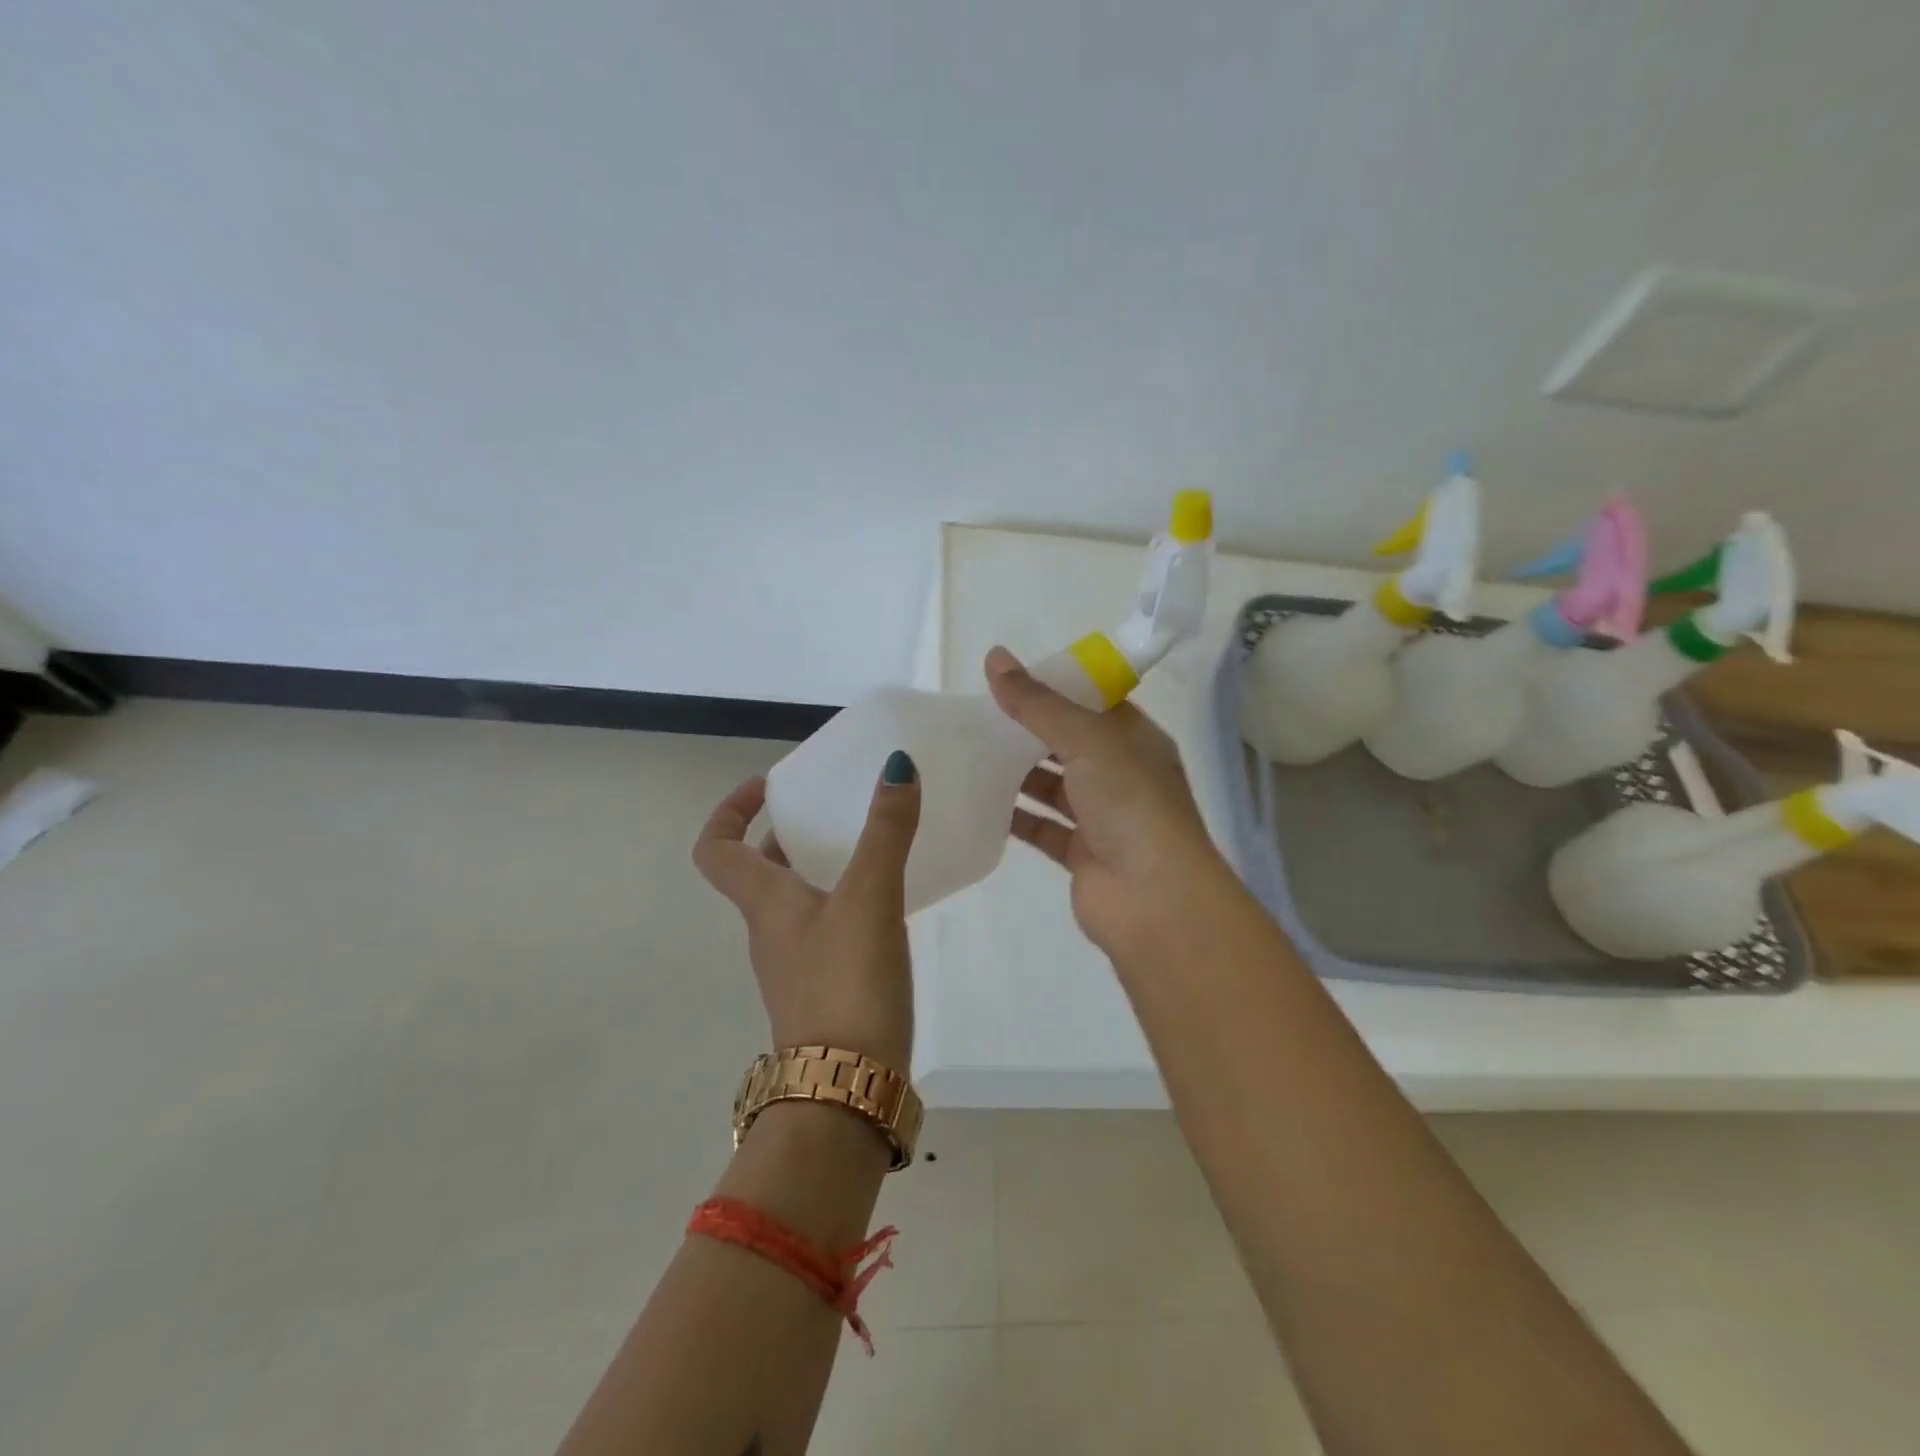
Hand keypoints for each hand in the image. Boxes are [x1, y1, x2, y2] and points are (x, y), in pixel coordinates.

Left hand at [693, 757, 919, 1072]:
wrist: (845, 1089)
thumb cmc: (847, 982)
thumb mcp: (870, 897)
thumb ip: (886, 832)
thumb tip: (897, 765)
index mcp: (764, 903)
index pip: (717, 848)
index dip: (730, 810)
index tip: (768, 786)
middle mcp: (769, 931)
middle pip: (756, 873)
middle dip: (784, 835)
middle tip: (828, 812)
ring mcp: (793, 965)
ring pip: (791, 902)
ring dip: (815, 869)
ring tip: (865, 849)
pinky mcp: (821, 990)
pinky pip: (820, 930)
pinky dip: (841, 904)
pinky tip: (884, 904)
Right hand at [986, 646, 1234, 957]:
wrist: (1153, 899)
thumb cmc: (1130, 804)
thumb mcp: (1087, 740)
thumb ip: (1038, 703)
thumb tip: (995, 657)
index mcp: (1136, 740)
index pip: (1094, 703)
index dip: (1056, 688)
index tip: (1010, 678)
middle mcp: (1122, 775)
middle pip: (1068, 743)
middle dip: (1028, 730)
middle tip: (977, 714)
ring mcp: (1102, 817)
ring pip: (1053, 785)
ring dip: (1017, 772)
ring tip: (969, 751)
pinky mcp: (1080, 853)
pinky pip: (1042, 826)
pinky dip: (1015, 815)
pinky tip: (979, 800)